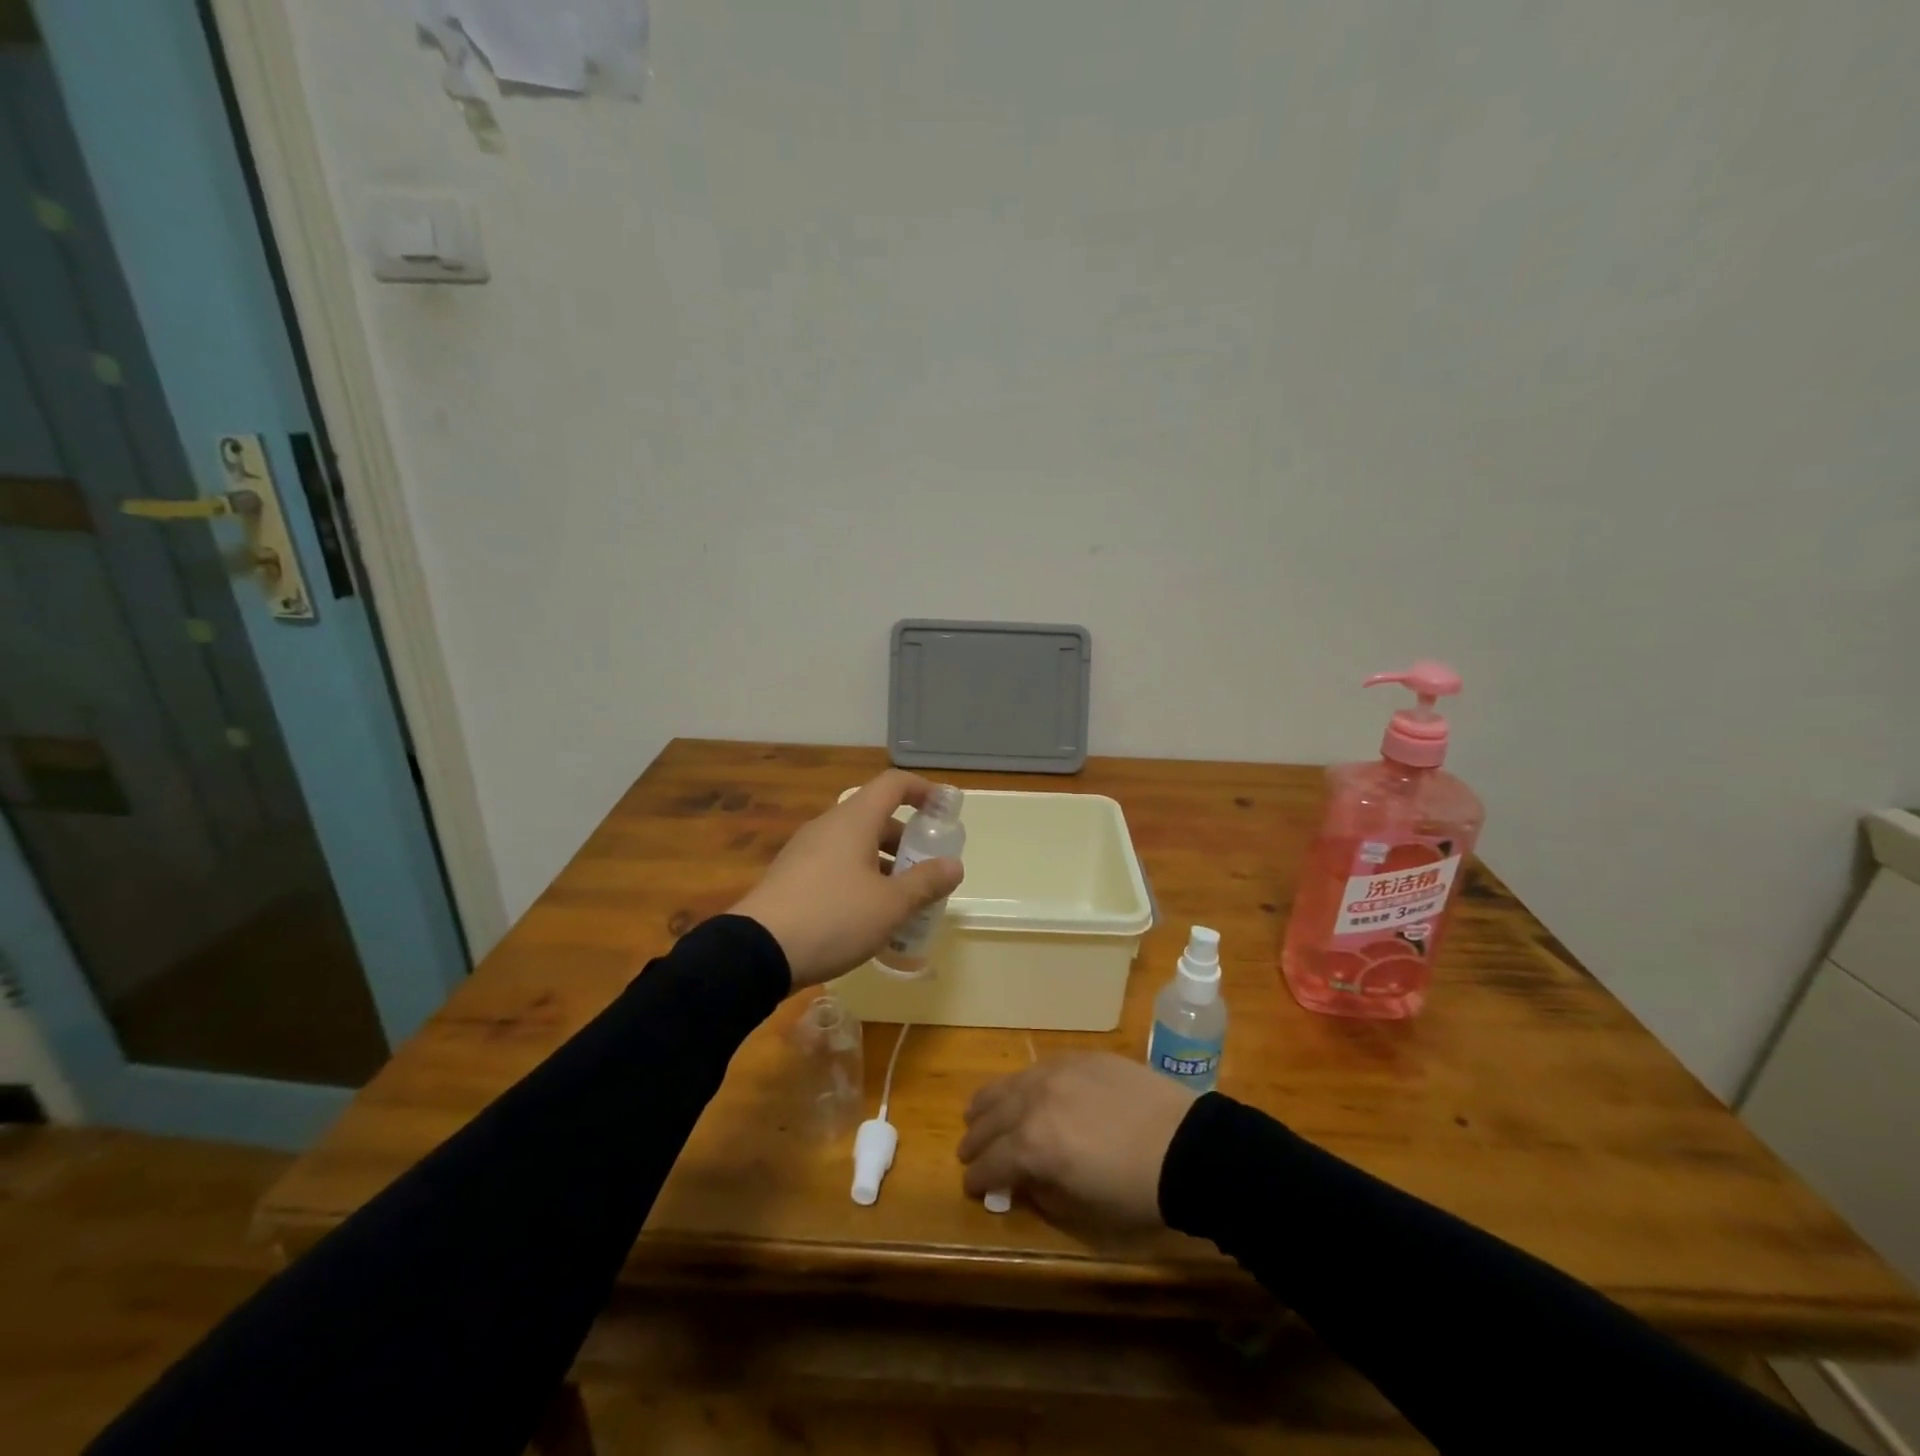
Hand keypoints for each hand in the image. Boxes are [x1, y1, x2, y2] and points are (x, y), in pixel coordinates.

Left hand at [730, 769, 964, 989]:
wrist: (756, 952)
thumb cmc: (834, 917)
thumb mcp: (890, 905)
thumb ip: (926, 882)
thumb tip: (954, 865)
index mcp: (854, 820)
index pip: (893, 784)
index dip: (923, 790)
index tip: (945, 810)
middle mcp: (828, 826)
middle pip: (875, 817)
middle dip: (906, 839)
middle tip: (926, 869)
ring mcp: (805, 851)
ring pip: (855, 844)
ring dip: (883, 863)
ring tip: (902, 899)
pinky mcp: (791, 877)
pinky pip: (836, 865)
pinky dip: (859, 878)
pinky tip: (867, 916)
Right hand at [958, 1054, 1196, 1229]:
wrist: (1185, 1145)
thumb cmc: (1135, 1191)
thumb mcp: (1083, 1209)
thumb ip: (1042, 1192)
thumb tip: (1022, 1181)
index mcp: (1032, 1145)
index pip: (991, 1162)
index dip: (977, 1177)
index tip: (970, 1186)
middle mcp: (1034, 1101)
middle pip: (991, 1118)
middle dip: (975, 1139)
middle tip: (967, 1150)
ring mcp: (1055, 1072)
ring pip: (1008, 1085)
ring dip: (988, 1103)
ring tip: (977, 1111)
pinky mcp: (1077, 1057)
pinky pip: (1036, 1068)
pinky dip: (1020, 1083)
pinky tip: (1021, 1089)